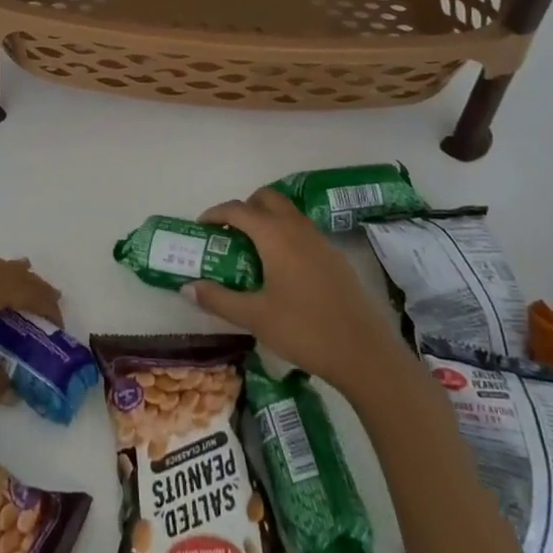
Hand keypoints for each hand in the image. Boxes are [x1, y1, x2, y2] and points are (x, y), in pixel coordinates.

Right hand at [184, 188, 405, 391]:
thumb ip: (218, 299)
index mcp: (274, 234)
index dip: (215, 214)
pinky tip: (283, 271)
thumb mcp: (254, 317)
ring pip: (287, 213)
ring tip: (253, 252)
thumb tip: (188, 287)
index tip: (201, 228)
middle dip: (244, 208)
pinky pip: (302, 231)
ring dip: (266, 220)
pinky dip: (285, 235)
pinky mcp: (334, 257)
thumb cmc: (304, 329)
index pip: (237, 209)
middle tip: (229, 235)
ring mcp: (320, 240)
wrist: (365, 353)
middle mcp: (297, 227)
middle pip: (266, 198)